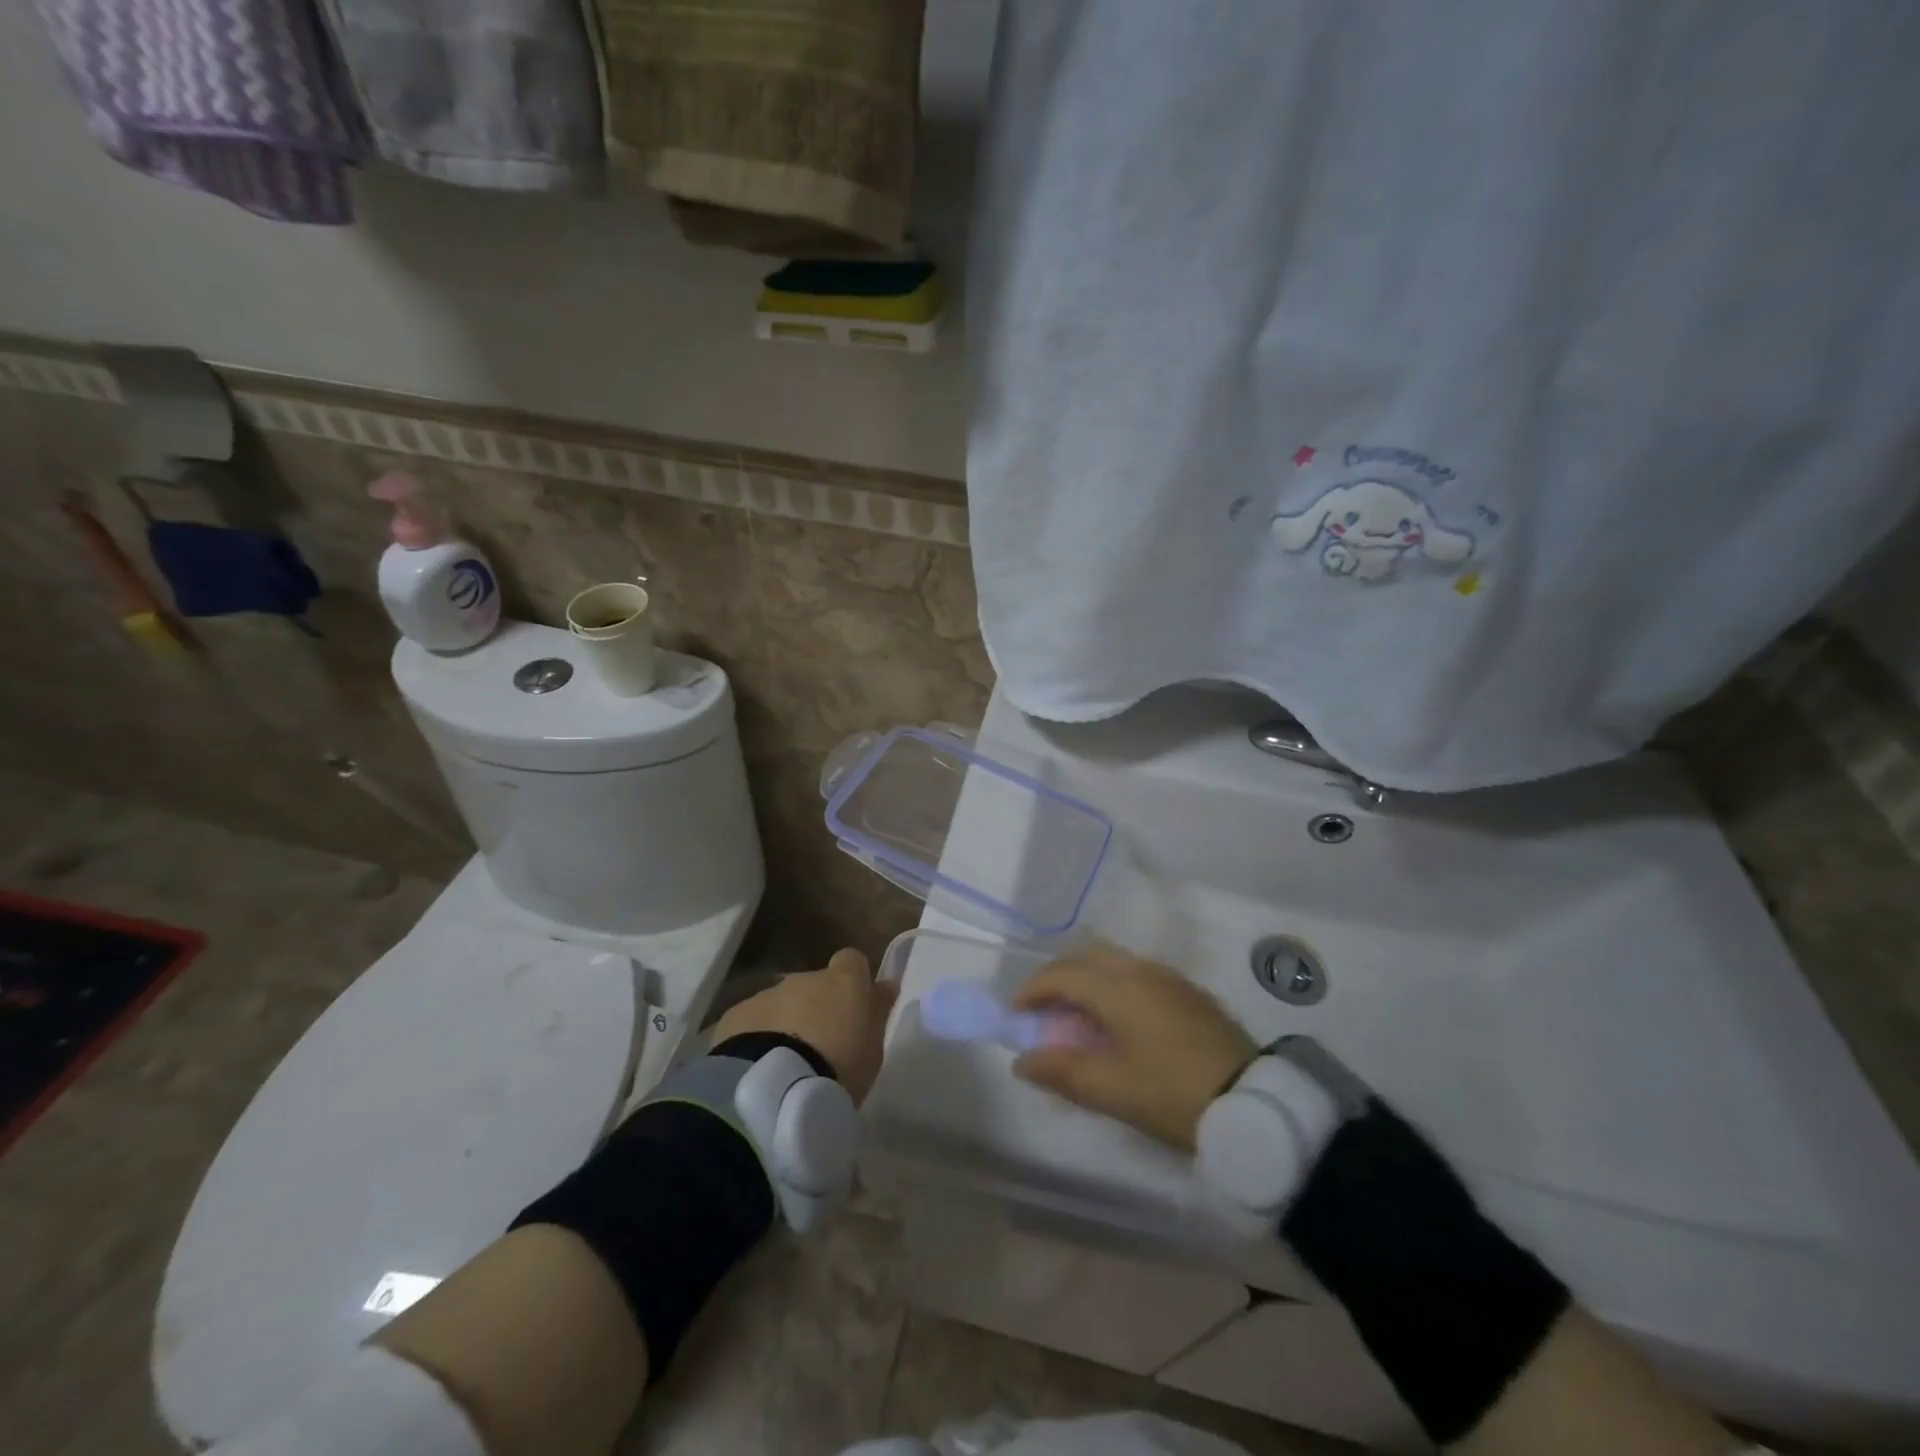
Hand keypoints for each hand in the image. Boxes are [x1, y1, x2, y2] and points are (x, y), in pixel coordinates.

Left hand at [711, 949, 898, 1102]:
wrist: (774, 1089)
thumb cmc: (838, 1067)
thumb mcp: (873, 1046)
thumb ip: (877, 1011)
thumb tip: (886, 984)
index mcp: (842, 981)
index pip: (852, 960)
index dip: (854, 981)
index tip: (855, 1008)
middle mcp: (804, 978)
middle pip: (814, 985)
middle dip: (816, 1008)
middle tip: (819, 1048)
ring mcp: (767, 995)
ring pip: (782, 1003)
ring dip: (786, 1023)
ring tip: (787, 1064)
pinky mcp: (735, 1017)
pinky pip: (752, 1022)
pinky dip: (757, 1037)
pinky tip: (758, 1068)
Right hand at [1011, 944, 1256, 1148]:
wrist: (1255, 1103)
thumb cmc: (1174, 1094)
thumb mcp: (1112, 1090)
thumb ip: (1062, 1071)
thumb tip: (1022, 1061)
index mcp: (1119, 987)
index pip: (1062, 974)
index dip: (1032, 990)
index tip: (1015, 1013)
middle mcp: (1142, 970)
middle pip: (1088, 956)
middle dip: (1059, 977)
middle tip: (1044, 1010)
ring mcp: (1170, 979)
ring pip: (1114, 963)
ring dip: (1088, 980)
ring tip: (1078, 1017)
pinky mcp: (1189, 994)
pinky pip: (1137, 975)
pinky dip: (1113, 987)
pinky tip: (1118, 1021)